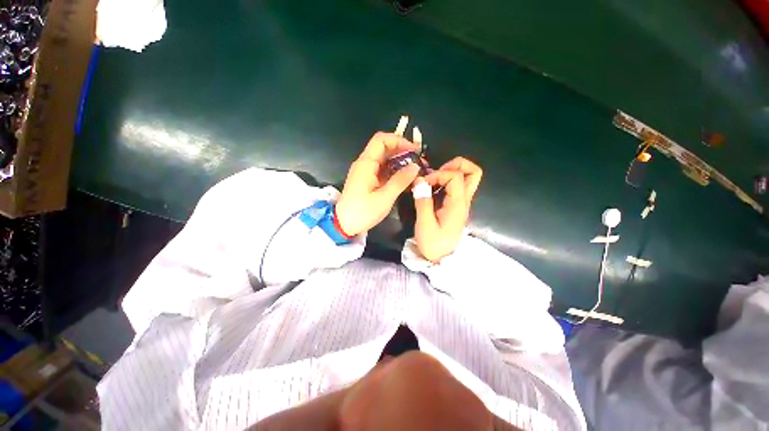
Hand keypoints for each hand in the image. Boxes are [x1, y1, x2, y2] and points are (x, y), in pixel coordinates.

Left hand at [336, 132, 420, 235]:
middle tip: (419, 162)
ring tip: (415, 171)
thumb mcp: (384, 198)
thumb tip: (415, 166)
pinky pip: (383, 170)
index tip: (414, 151)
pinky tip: (406, 180)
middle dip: (403, 152)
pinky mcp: (368, 180)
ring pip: (385, 160)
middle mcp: (365, 164)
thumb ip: (400, 180)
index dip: (399, 141)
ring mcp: (366, 172)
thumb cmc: (362, 212)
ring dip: (400, 163)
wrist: (343, 225)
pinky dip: (395, 172)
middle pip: (384, 148)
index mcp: (366, 163)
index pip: (381, 140)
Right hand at [413, 157, 482, 262]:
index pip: (455, 176)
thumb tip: (419, 181)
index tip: (424, 183)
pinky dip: (447, 181)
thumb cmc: (434, 244)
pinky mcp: (456, 206)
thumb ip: (423, 202)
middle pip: (473, 172)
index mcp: (458, 204)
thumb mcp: (425, 225)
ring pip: (468, 178)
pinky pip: (458, 186)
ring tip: (433, 179)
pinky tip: (433, 187)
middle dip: (456, 165)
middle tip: (437, 171)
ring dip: (451, 172)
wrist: (442, 259)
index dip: (438, 174)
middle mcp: (464, 201)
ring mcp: (462, 203)